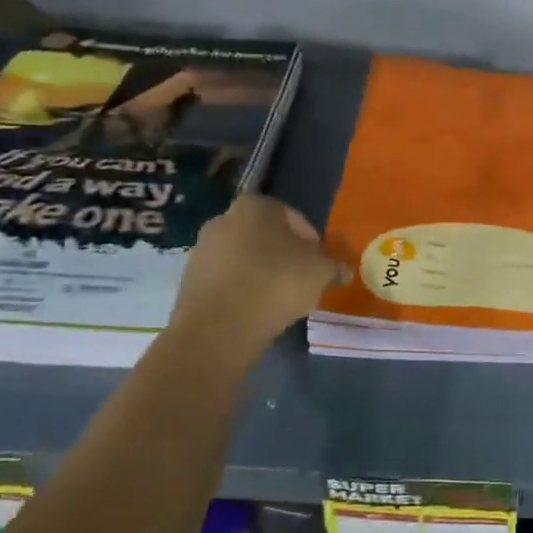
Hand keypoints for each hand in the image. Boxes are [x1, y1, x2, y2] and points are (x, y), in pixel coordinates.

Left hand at [170, 196, 339, 347]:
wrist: (218, 327)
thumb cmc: (276, 283)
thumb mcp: (320, 272)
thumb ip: (334, 266)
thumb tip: (343, 270)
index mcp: (256, 206)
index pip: (293, 217)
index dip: (311, 241)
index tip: (320, 264)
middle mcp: (224, 219)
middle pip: (265, 237)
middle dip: (283, 255)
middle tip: (301, 281)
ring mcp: (201, 250)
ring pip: (243, 259)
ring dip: (261, 274)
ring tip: (279, 300)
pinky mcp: (189, 281)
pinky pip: (226, 281)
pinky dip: (241, 291)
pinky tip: (255, 311)